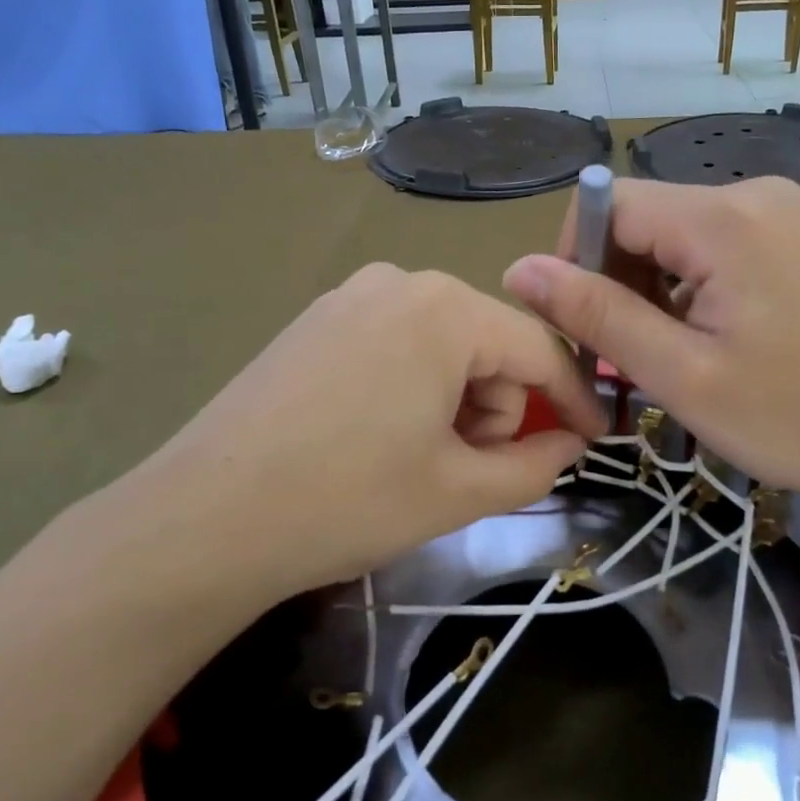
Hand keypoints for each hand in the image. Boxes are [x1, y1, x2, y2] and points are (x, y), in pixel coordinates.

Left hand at [111, 264, 605, 602]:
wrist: (204, 518)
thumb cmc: (348, 501)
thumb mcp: (459, 491)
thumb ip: (535, 464)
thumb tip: (569, 443)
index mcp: (445, 310)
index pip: (537, 350)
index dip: (573, 399)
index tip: (595, 439)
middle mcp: (401, 282)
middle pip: (487, 343)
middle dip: (498, 407)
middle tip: (472, 470)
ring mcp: (350, 296)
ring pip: (442, 343)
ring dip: (456, 400)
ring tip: (423, 459)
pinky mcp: (316, 320)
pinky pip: (395, 343)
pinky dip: (414, 386)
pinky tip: (382, 435)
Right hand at [503, 177, 799, 523]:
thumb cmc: (798, 419)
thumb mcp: (681, 375)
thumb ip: (596, 315)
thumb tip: (519, 269)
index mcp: (723, 219)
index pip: (607, 204)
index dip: (573, 259)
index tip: (576, 329)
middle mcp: (752, 194)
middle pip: (642, 217)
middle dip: (613, 281)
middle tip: (624, 358)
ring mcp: (781, 213)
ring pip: (674, 235)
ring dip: (650, 290)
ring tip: (670, 357)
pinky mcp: (795, 237)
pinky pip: (713, 247)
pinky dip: (688, 288)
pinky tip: (708, 340)